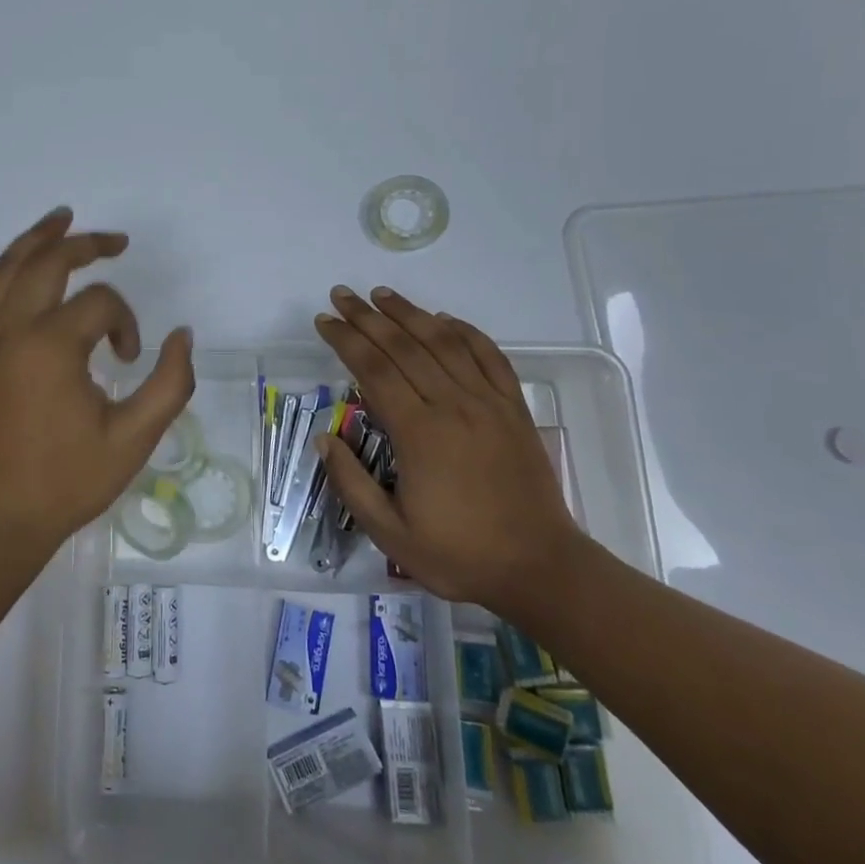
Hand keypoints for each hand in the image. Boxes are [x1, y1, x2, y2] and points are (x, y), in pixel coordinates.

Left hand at [0, 208, 194, 563]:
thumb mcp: (133, 439)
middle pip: (47, 263)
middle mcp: (9, 330)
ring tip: (60, 220)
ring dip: (34, 241)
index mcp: (51, 346)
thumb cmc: (65, 483)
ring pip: (3, 270)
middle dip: (85, 245)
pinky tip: (9, 271)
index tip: (129, 358)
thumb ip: (171, 383)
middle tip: (114, 241)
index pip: (100, 303)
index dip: (125, 322)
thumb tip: (182, 335)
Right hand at [314, 286, 582, 612]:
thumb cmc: (460, 554)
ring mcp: (488, 403)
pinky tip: (445, 320)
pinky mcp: (514, 409)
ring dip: (410, 313)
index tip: (325, 320)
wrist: (540, 569)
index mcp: (419, 433)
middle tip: (342, 295)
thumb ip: (351, 484)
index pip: (373, 370)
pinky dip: (466, 332)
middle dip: (368, 317)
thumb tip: (323, 438)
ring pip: (444, 342)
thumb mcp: (390, 534)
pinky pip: (489, 357)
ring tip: (382, 294)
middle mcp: (452, 405)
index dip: (346, 340)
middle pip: (404, 346)